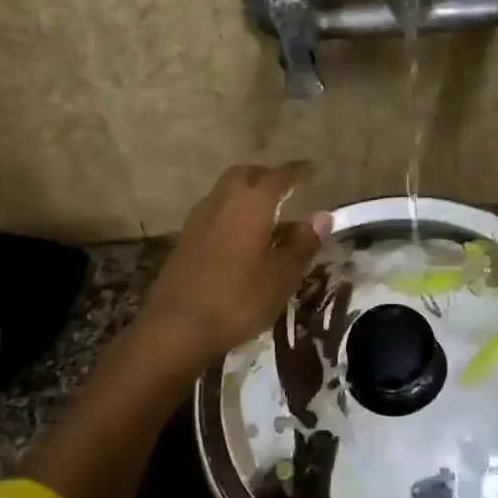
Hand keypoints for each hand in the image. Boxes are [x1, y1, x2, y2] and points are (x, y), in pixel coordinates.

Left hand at [142, 161, 332, 363]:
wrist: (175, 328)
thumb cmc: (237, 300)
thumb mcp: (281, 276)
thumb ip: (302, 243)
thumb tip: (322, 216)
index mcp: (250, 205)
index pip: (278, 177)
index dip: (296, 171)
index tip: (310, 169)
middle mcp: (222, 202)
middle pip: (244, 175)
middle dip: (266, 176)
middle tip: (285, 187)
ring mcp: (198, 221)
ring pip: (225, 192)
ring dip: (245, 193)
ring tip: (266, 212)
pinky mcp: (185, 241)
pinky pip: (214, 213)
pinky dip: (231, 213)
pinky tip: (241, 237)